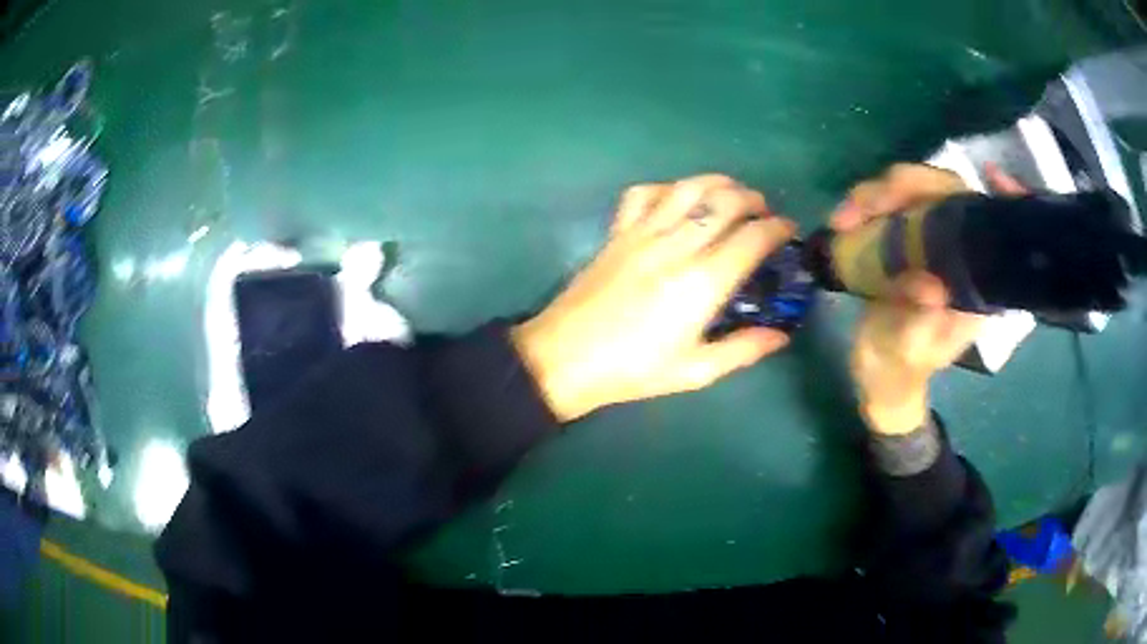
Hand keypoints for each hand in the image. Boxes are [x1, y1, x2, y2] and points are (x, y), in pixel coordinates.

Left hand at [512, 175, 795, 421]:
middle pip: (724, 202)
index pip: (751, 238)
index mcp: (701, 284)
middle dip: (753, 199)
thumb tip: (781, 335)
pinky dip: (667, 188)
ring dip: (717, 183)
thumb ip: (742, 350)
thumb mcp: (694, 372)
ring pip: (687, 188)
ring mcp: (642, 234)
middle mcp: (676, 247)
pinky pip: (643, 193)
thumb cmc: (632, 371)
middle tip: (764, 211)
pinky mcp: (616, 232)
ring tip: (732, 194)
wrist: (563, 359)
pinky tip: (676, 199)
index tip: (788, 230)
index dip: (777, 228)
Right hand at [832, 163, 1024, 433]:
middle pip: (942, 191)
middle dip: (902, 186)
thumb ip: (920, 323)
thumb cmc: (899, 368)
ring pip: (912, 191)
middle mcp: (959, 250)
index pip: (979, 218)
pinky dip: (863, 204)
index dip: (968, 190)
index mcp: (975, 280)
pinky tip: (842, 220)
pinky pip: (889, 205)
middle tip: (860, 206)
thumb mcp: (908, 352)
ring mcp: (931, 240)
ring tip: (841, 219)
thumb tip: (929, 286)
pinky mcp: (905, 238)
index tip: (971, 178)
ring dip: (875, 194)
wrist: (880, 373)